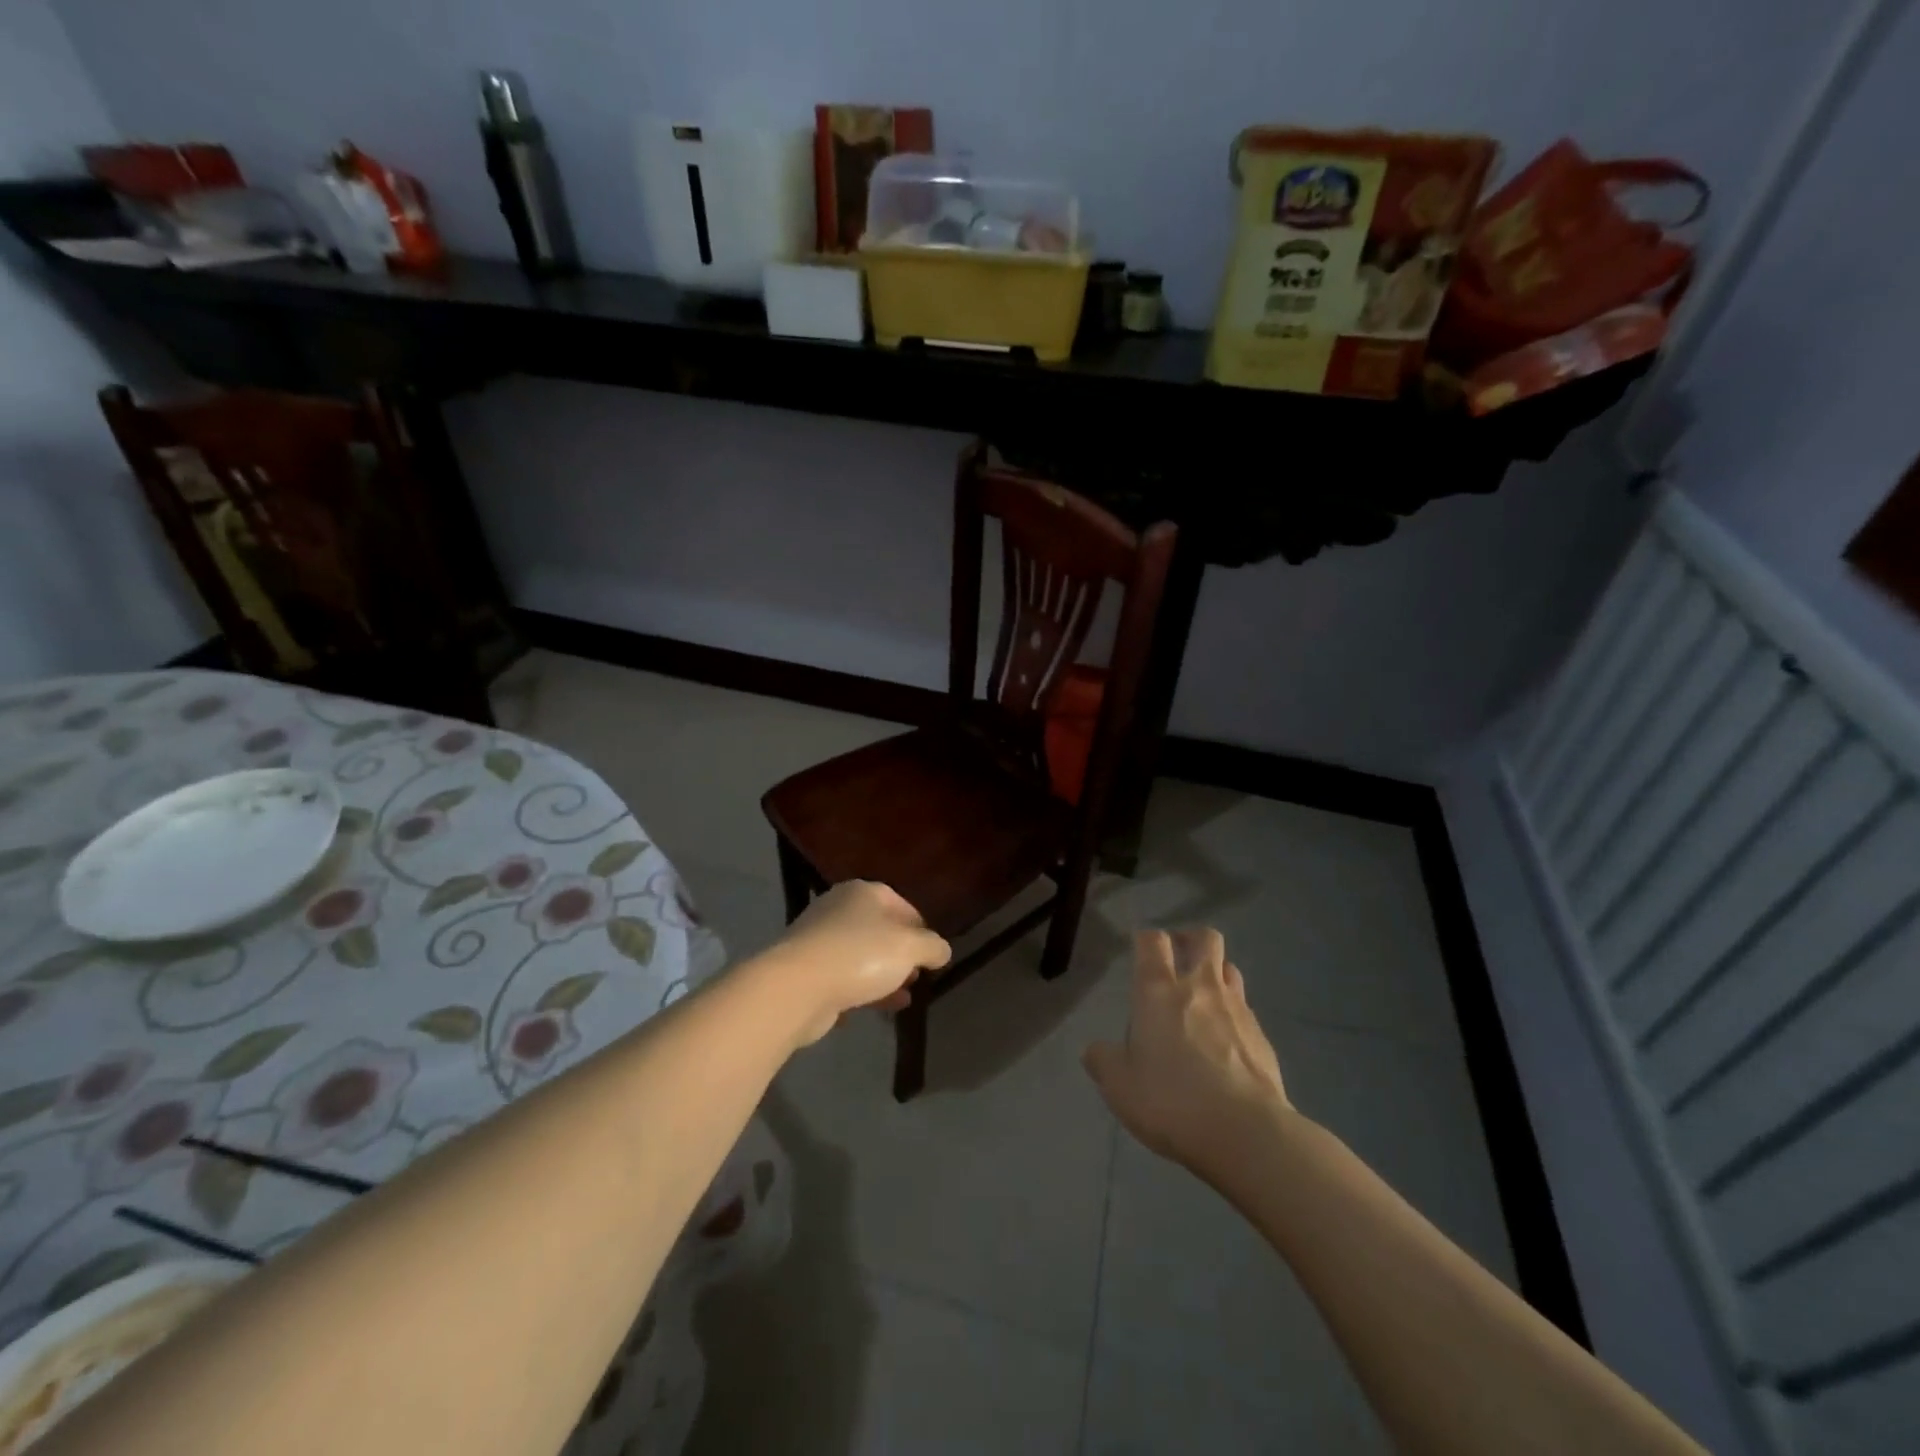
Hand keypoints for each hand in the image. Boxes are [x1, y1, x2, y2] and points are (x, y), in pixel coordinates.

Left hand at [767, 881, 950, 1046]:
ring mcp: (818, 939)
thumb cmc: (860, 956)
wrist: (797, 987)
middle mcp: (838, 908)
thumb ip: (932, 947)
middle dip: (900, 955)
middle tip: (916, 977)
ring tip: (902, 1000)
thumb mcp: (910, 948)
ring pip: (860, 957)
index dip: (921, 928)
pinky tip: (873, 1011)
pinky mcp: (805, 970)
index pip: (901, 904)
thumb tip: (942, 950)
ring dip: (882, 977)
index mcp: (863, 892)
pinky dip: (858, 992)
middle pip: (879, 930)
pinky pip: (840, 978)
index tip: (932, 954)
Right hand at [1083, 928, 1290, 1176]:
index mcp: (1158, 990)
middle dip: (1191, 940)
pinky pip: (1245, 1010)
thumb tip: (1094, 1050)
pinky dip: (1233, 1015)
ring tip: (1203, 999)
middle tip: (1178, 958)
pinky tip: (1226, 1043)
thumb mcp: (1119, 1087)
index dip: (1145, 939)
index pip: (1152, 940)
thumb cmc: (1171, 1100)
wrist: (1246, 1132)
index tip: (1140, 951)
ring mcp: (1237, 1008)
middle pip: (1204, 938)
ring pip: (1230, 969)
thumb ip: (1103, 1061)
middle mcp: (1200, 987)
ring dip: (1216, 974)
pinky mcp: (1262, 1036)